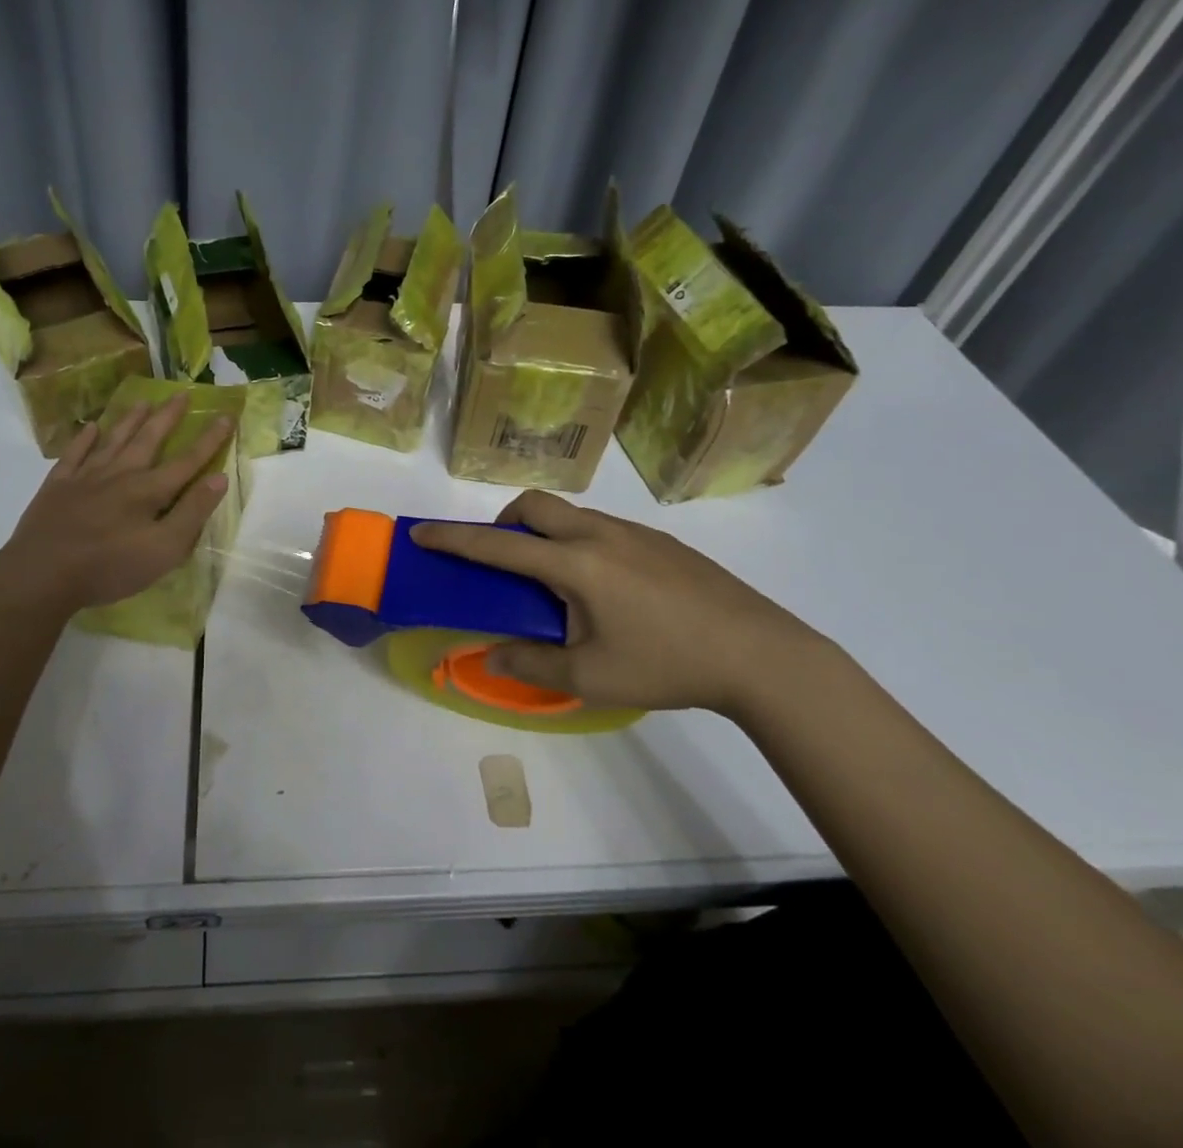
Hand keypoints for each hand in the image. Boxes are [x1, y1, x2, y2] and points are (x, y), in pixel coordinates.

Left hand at [0, 394, 232, 615]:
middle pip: (149, 440)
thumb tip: (219, 478)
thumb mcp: (163, 550)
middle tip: (182, 393)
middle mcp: (119, 474)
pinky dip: (84, 440)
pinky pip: (74, 455)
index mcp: (148, 491)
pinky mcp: (57, 487)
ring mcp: (85, 477)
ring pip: (113, 440)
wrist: (41, 575)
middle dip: (168, 417)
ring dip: (130, 420)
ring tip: (143, 401)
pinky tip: (90, 428)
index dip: (209, 439)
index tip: (226, 415)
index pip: (187, 461)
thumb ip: (192, 513)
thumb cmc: (108, 568)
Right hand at [410, 491, 844, 716]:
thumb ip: (532, 663)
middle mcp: (599, 535)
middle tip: (503, 558)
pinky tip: (605, 588)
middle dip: (504, 521)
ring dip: (544, 533)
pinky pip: (600, 526)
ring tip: (556, 582)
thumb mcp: (592, 677)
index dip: (454, 539)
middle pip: (534, 504)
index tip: (421, 532)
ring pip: (570, 513)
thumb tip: (490, 655)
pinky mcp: (661, 542)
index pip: (498, 545)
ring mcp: (634, 533)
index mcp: (575, 564)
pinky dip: (578, 541)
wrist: (761, 654)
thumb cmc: (668, 664)